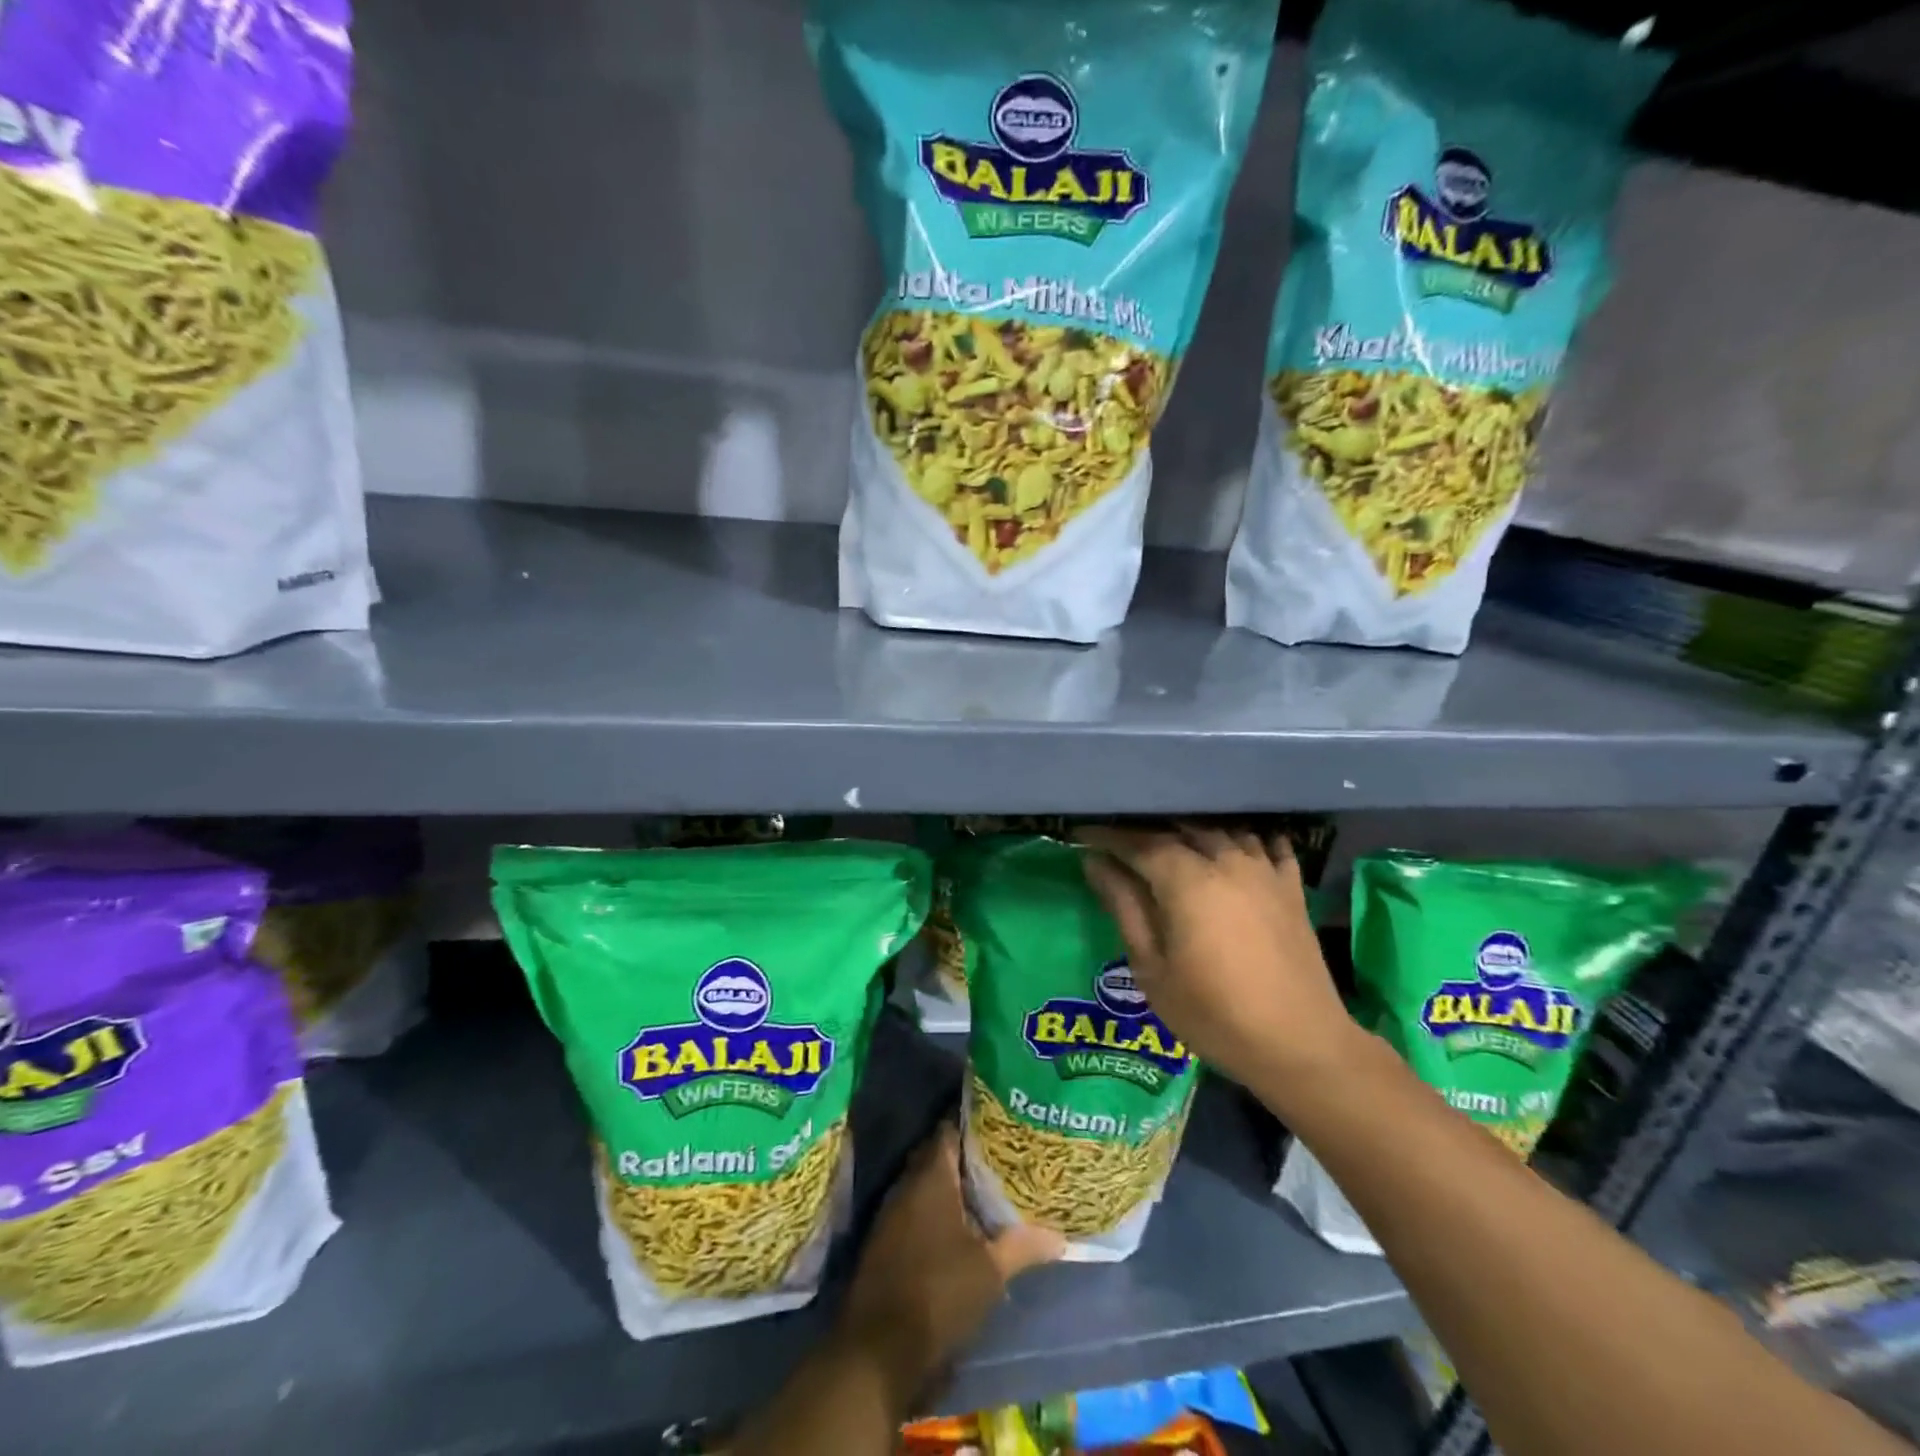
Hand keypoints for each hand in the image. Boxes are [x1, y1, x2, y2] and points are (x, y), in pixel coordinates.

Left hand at [838, 1125, 1062, 1406]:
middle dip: (964, 1155)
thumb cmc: (938, 1294)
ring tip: (984, 1188)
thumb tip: (1059, 1237)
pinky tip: (957, 1225)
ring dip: (949, 1186)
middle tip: (998, 1155)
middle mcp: (906, 1185)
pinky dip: (934, 1210)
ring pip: (924, 1184)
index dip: (972, 1123)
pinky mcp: (884, 1241)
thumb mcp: (989, 1271)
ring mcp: (891, 1213)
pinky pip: (913, 1209)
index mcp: (931, 1177)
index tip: (997, 1121)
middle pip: (936, 1156)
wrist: (879, 1349)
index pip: (949, 1130)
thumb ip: (1022, 1246)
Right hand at [1078, 826, 1359, 1095]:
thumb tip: (1095, 864)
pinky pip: (1268, 844)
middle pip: (1179, 829)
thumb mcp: (1152, 968)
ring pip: (1222, 830)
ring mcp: (1264, 871)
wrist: (1300, 1045)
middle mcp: (1226, 861)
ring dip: (1192, 830)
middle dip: (1145, 830)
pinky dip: (1247, 838)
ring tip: (1171, 840)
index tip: (1080, 835)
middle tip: (1118, 841)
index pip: (1138, 843)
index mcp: (1187, 880)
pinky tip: (1236, 844)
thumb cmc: (1213, 1014)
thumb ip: (1124, 907)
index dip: (1106, 836)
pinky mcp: (1291, 888)